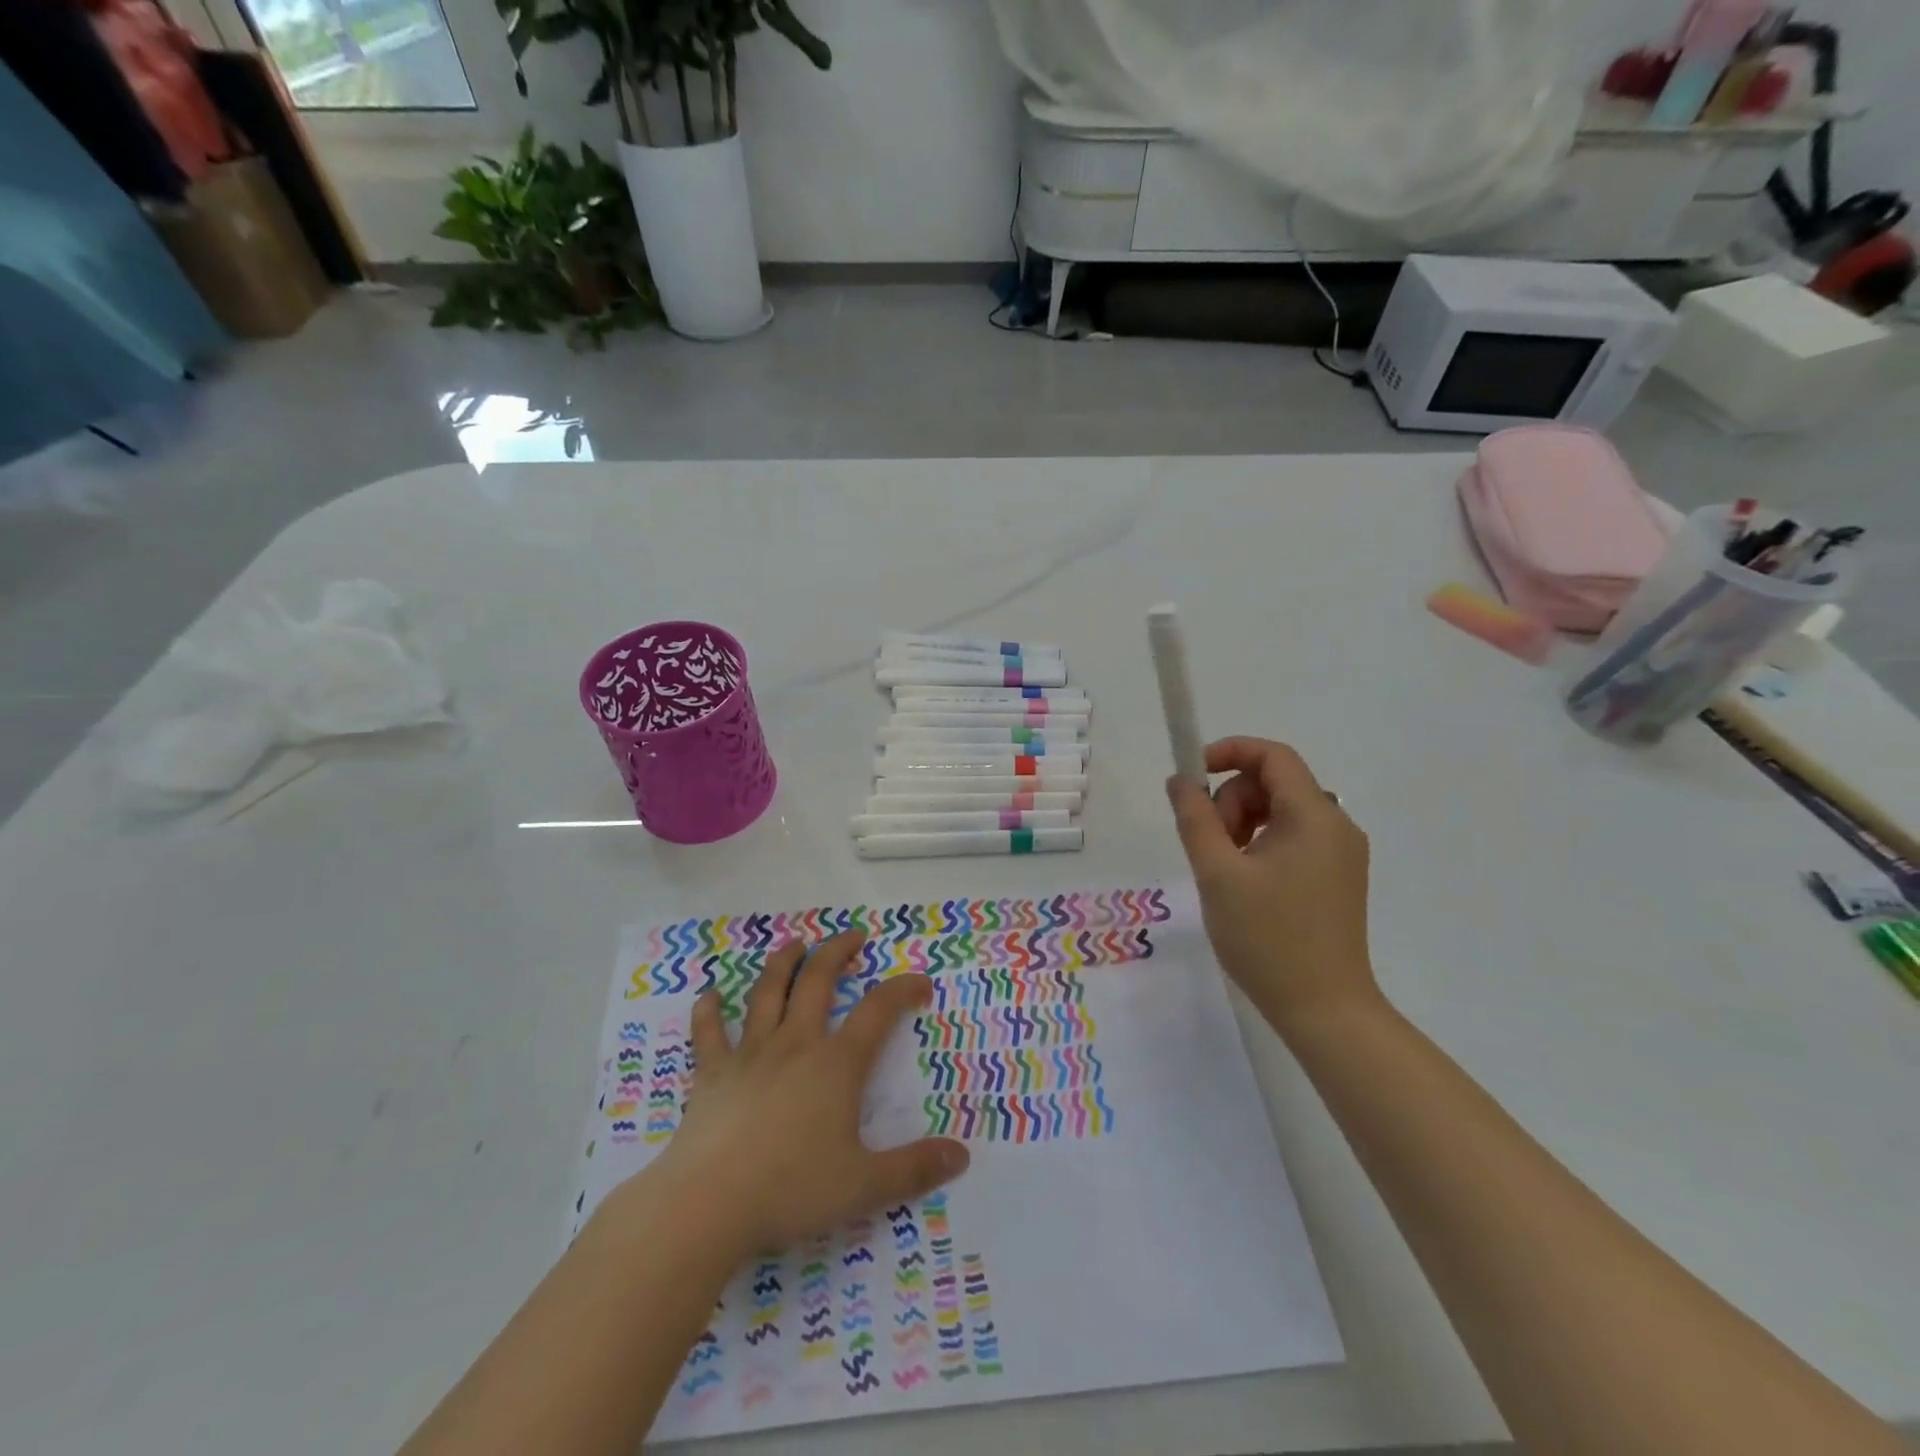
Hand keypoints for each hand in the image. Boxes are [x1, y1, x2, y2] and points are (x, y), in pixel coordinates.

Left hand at [646, 930, 969, 1258]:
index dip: (903, 989)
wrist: (708, 1204)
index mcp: (836, 1064)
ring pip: (767, 993)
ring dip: (783, 963)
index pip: (878, 1011)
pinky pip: (709, 1034)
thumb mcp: (864, 1186)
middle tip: (853, 936)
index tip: (921, 983)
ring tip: (795, 944)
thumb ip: (914, 1169)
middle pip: (818, 981)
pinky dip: (709, 1012)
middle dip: (837, 952)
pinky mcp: (712, 1074)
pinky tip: (710, 997)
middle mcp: (795, 1044)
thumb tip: (962, 1156)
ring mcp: (750, 1054)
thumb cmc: (791, 1189)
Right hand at [1166, 736, 1380, 1035]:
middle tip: (1208, 844)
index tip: (1192, 775)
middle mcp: (1336, 825)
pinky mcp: (1338, 877)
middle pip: (1275, 783)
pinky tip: (1245, 881)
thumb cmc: (1267, 938)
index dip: (1230, 752)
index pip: (1274, 756)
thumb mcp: (1217, 874)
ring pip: (1281, 811)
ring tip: (1224, 868)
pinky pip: (1293, 838)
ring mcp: (1341, 853)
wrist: (1324, 1010)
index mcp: (1314, 816)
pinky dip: (1262, 843)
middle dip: (1232, 801)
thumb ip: (1195, 819)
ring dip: (1244, 824)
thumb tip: (1180, 781)